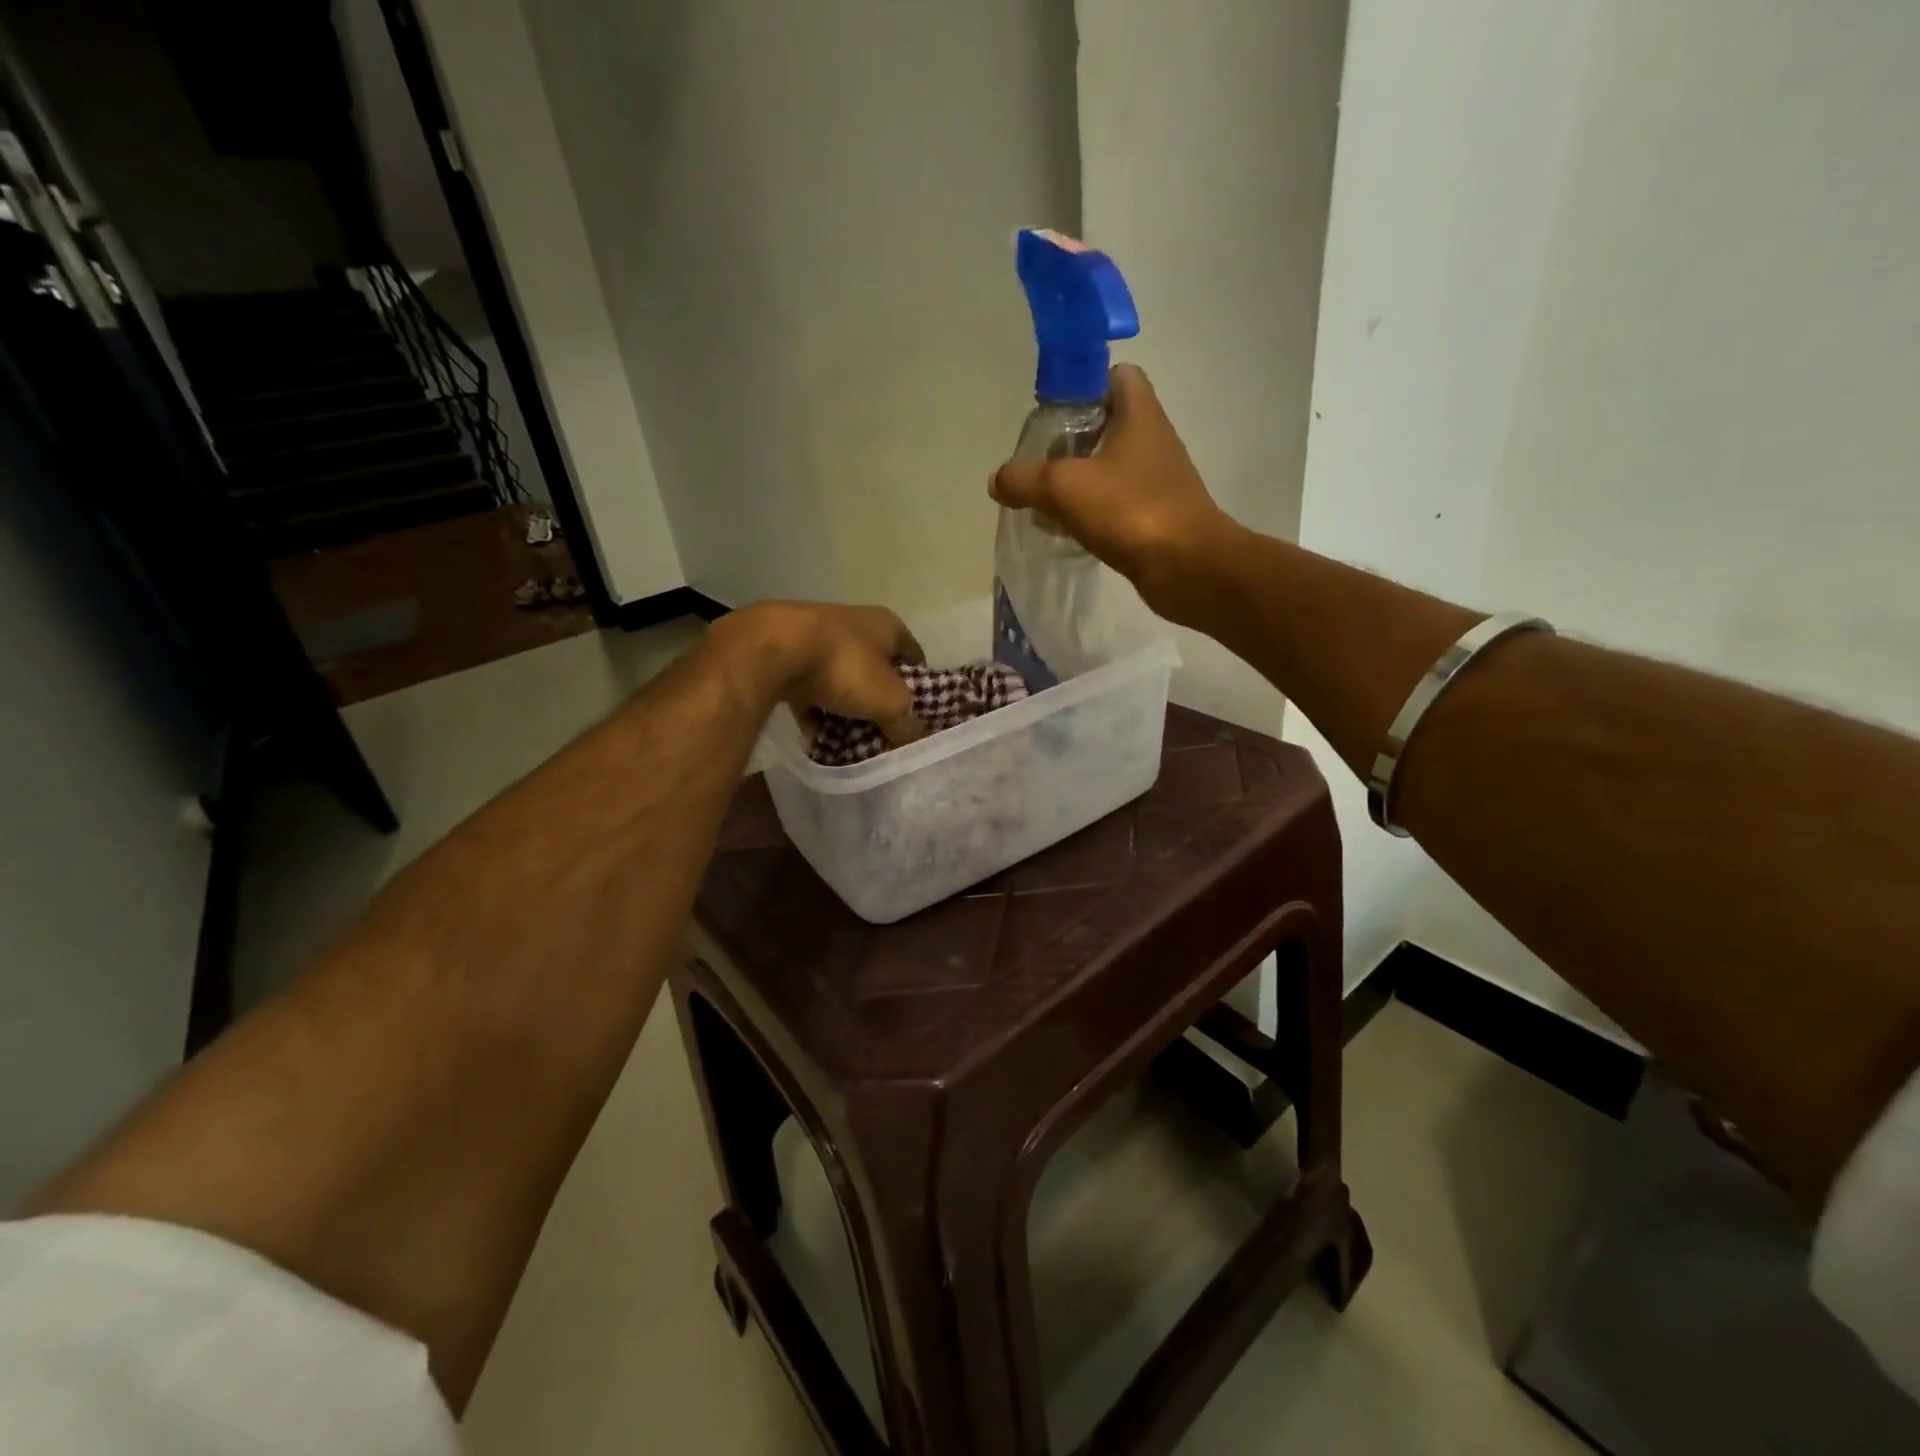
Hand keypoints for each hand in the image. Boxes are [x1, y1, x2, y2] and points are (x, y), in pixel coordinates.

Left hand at [714, 602, 929, 747]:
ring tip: (850, 739)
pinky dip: (813, 709)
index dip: (919, 686)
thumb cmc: (844, 666)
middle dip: (879, 701)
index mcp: (887, 625)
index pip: (914, 656)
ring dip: (845, 706)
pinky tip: (814, 735)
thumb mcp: (889, 702)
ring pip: (840, 678)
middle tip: (884, 732)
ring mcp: (817, 636)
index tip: (917, 715)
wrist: (771, 649)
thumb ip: (907, 724)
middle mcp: (854, 623)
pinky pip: (807, 688)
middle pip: (876, 669)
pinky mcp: (785, 652)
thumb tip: (917, 742)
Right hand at [989, 364, 1233, 619]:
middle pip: (1109, 422)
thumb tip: (997, 480)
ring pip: (1111, 465)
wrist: (1187, 567)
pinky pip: (1117, 501)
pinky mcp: (1157, 514)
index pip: (1118, 374)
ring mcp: (1158, 478)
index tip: (1054, 411)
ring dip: (1080, 478)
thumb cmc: (1130, 510)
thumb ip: (1024, 479)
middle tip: (1040, 460)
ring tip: (1046, 498)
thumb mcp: (1064, 488)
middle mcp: (1153, 438)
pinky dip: (1093, 509)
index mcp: (1139, 413)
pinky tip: (1067, 528)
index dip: (1085, 383)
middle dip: (1072, 438)